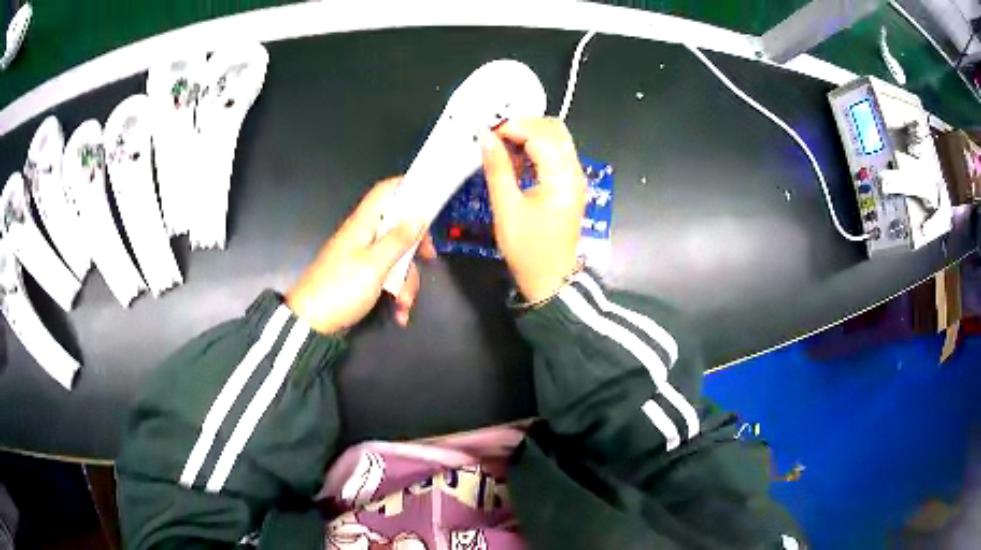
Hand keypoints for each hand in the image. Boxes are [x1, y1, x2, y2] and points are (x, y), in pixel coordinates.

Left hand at [286, 178, 435, 333]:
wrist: (312, 322)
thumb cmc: (341, 288)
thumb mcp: (375, 264)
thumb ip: (398, 239)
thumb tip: (418, 216)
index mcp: (363, 223)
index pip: (386, 191)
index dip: (407, 187)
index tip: (430, 197)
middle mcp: (363, 235)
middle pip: (398, 226)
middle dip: (415, 245)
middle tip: (428, 257)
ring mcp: (362, 256)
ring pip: (396, 256)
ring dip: (406, 280)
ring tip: (404, 303)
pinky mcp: (361, 276)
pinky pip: (386, 276)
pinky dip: (395, 292)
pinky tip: (399, 312)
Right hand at [480, 118, 585, 302]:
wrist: (551, 279)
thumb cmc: (528, 250)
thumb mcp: (506, 209)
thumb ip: (497, 168)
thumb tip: (486, 137)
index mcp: (561, 178)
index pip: (541, 134)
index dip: (513, 127)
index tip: (488, 133)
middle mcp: (574, 172)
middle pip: (554, 129)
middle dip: (523, 126)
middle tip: (495, 137)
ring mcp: (574, 177)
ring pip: (555, 139)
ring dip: (528, 137)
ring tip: (501, 149)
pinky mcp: (569, 184)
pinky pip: (554, 154)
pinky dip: (535, 150)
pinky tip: (515, 162)